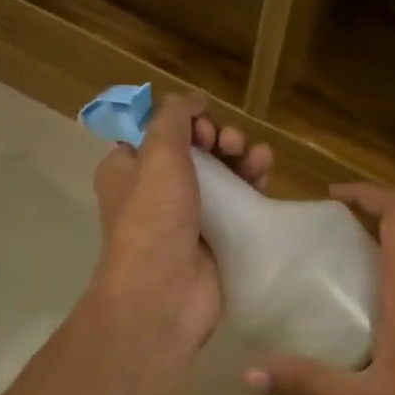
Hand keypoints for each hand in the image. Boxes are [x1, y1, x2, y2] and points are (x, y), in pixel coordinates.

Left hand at [88, 91, 272, 362]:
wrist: (163, 295)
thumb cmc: (153, 220)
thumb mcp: (158, 155)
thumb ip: (174, 119)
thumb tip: (189, 100)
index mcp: (128, 170)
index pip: (158, 131)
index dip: (184, 120)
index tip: (202, 123)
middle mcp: (155, 191)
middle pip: (194, 150)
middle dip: (217, 137)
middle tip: (230, 142)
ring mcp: (187, 217)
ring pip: (220, 174)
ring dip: (240, 157)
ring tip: (257, 156)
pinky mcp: (215, 238)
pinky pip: (237, 203)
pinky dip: (251, 184)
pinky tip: (266, 173)